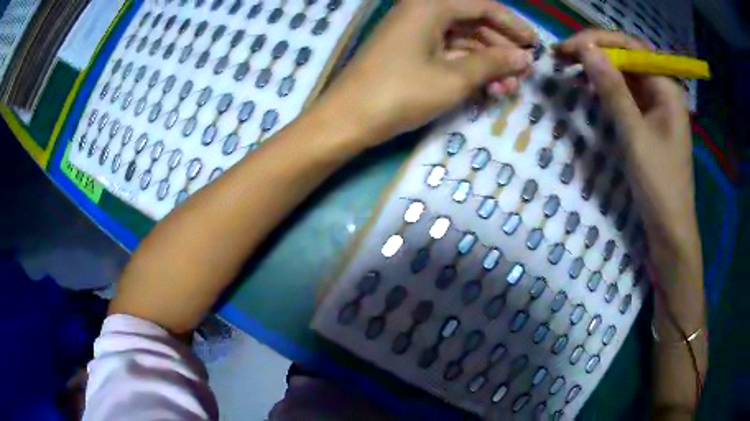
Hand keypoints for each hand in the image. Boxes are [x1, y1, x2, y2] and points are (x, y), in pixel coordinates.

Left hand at [316, 0, 536, 145]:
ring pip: (462, 40)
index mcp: (431, 5)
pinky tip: (487, 89)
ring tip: (509, 89)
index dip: (513, 25)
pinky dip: (468, 69)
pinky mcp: (410, 51)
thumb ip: (493, 63)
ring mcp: (414, 32)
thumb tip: (524, 57)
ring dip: (488, 63)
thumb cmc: (400, 93)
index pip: (483, 6)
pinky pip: (447, 53)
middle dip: (502, 48)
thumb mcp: (454, 78)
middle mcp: (423, 11)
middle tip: (523, 73)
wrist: (347, 119)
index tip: (535, 46)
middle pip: (474, 22)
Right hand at [556, 31, 697, 252]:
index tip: (568, 48)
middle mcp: (662, 90)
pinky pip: (626, 95)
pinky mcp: (649, 122)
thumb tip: (587, 50)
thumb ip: (613, 90)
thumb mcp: (635, 134)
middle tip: (563, 56)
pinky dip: (606, 89)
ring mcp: (656, 107)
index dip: (598, 41)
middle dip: (596, 52)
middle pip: (627, 58)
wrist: (670, 229)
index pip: (630, 46)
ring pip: (625, 75)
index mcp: (666, 88)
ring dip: (598, 69)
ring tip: (570, 68)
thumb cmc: (659, 184)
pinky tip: (589, 89)